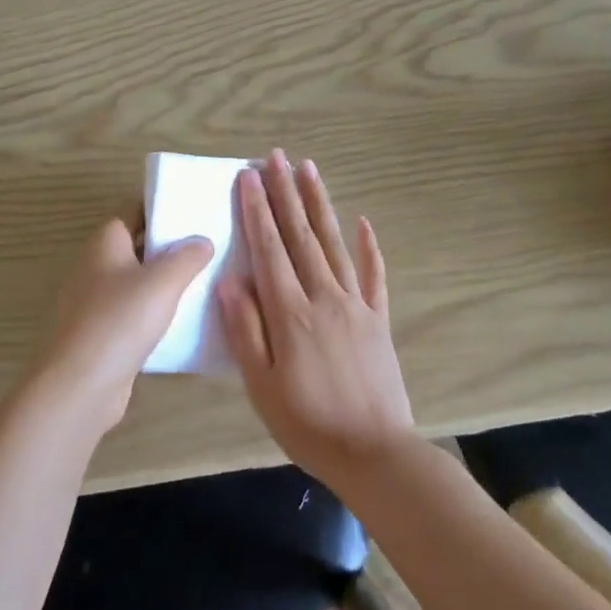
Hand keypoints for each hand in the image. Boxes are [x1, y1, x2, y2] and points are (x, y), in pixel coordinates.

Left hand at [26, 219, 213, 435]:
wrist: (80, 385)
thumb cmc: (120, 321)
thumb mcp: (162, 282)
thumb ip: (187, 257)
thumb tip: (202, 240)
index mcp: (105, 242)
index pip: (135, 210)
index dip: (164, 210)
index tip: (197, 214)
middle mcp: (95, 265)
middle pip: (138, 245)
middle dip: (170, 247)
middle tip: (210, 248)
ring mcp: (95, 301)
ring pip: (137, 281)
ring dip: (165, 283)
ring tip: (205, 282)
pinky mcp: (100, 332)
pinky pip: (133, 312)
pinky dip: (155, 312)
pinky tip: (184, 320)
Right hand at [218, 151, 416, 487]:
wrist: (375, 453)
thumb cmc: (307, 424)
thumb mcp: (261, 386)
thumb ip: (246, 330)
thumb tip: (231, 280)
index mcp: (291, 312)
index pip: (270, 248)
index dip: (257, 210)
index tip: (247, 176)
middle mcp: (325, 296)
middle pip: (301, 235)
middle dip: (285, 192)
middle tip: (275, 157)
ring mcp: (356, 305)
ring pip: (335, 243)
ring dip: (320, 204)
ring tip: (309, 169)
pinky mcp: (379, 319)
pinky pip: (374, 274)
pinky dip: (369, 246)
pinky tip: (363, 221)